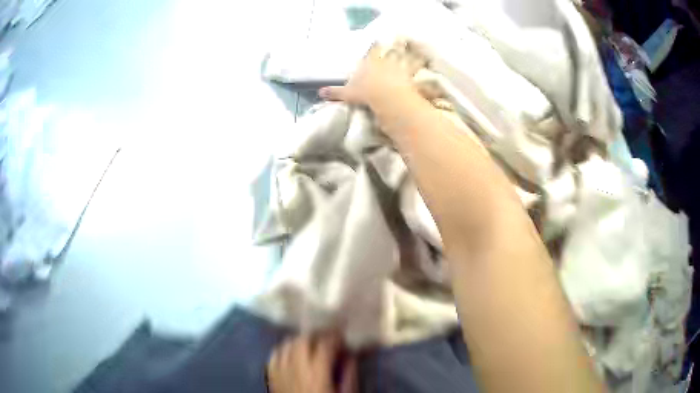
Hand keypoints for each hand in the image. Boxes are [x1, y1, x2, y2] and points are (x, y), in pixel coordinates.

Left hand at [267, 333, 357, 392]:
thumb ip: (349, 374)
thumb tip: (350, 355)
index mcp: (317, 375)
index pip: (324, 346)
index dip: (334, 336)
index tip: (342, 334)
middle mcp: (296, 370)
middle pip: (302, 341)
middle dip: (317, 336)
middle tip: (328, 339)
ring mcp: (280, 373)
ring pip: (286, 345)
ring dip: (300, 341)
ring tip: (311, 345)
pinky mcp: (272, 378)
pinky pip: (274, 356)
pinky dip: (283, 350)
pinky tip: (292, 354)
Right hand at [319, 41, 425, 108]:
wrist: (387, 97)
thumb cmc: (366, 92)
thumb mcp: (348, 93)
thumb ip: (335, 92)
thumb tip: (320, 92)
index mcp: (370, 62)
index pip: (373, 50)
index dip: (375, 46)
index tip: (378, 42)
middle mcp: (386, 61)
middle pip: (391, 51)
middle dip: (394, 47)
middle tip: (400, 42)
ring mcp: (400, 67)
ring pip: (406, 58)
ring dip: (410, 55)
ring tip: (415, 53)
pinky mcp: (411, 77)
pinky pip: (417, 70)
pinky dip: (420, 68)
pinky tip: (424, 67)